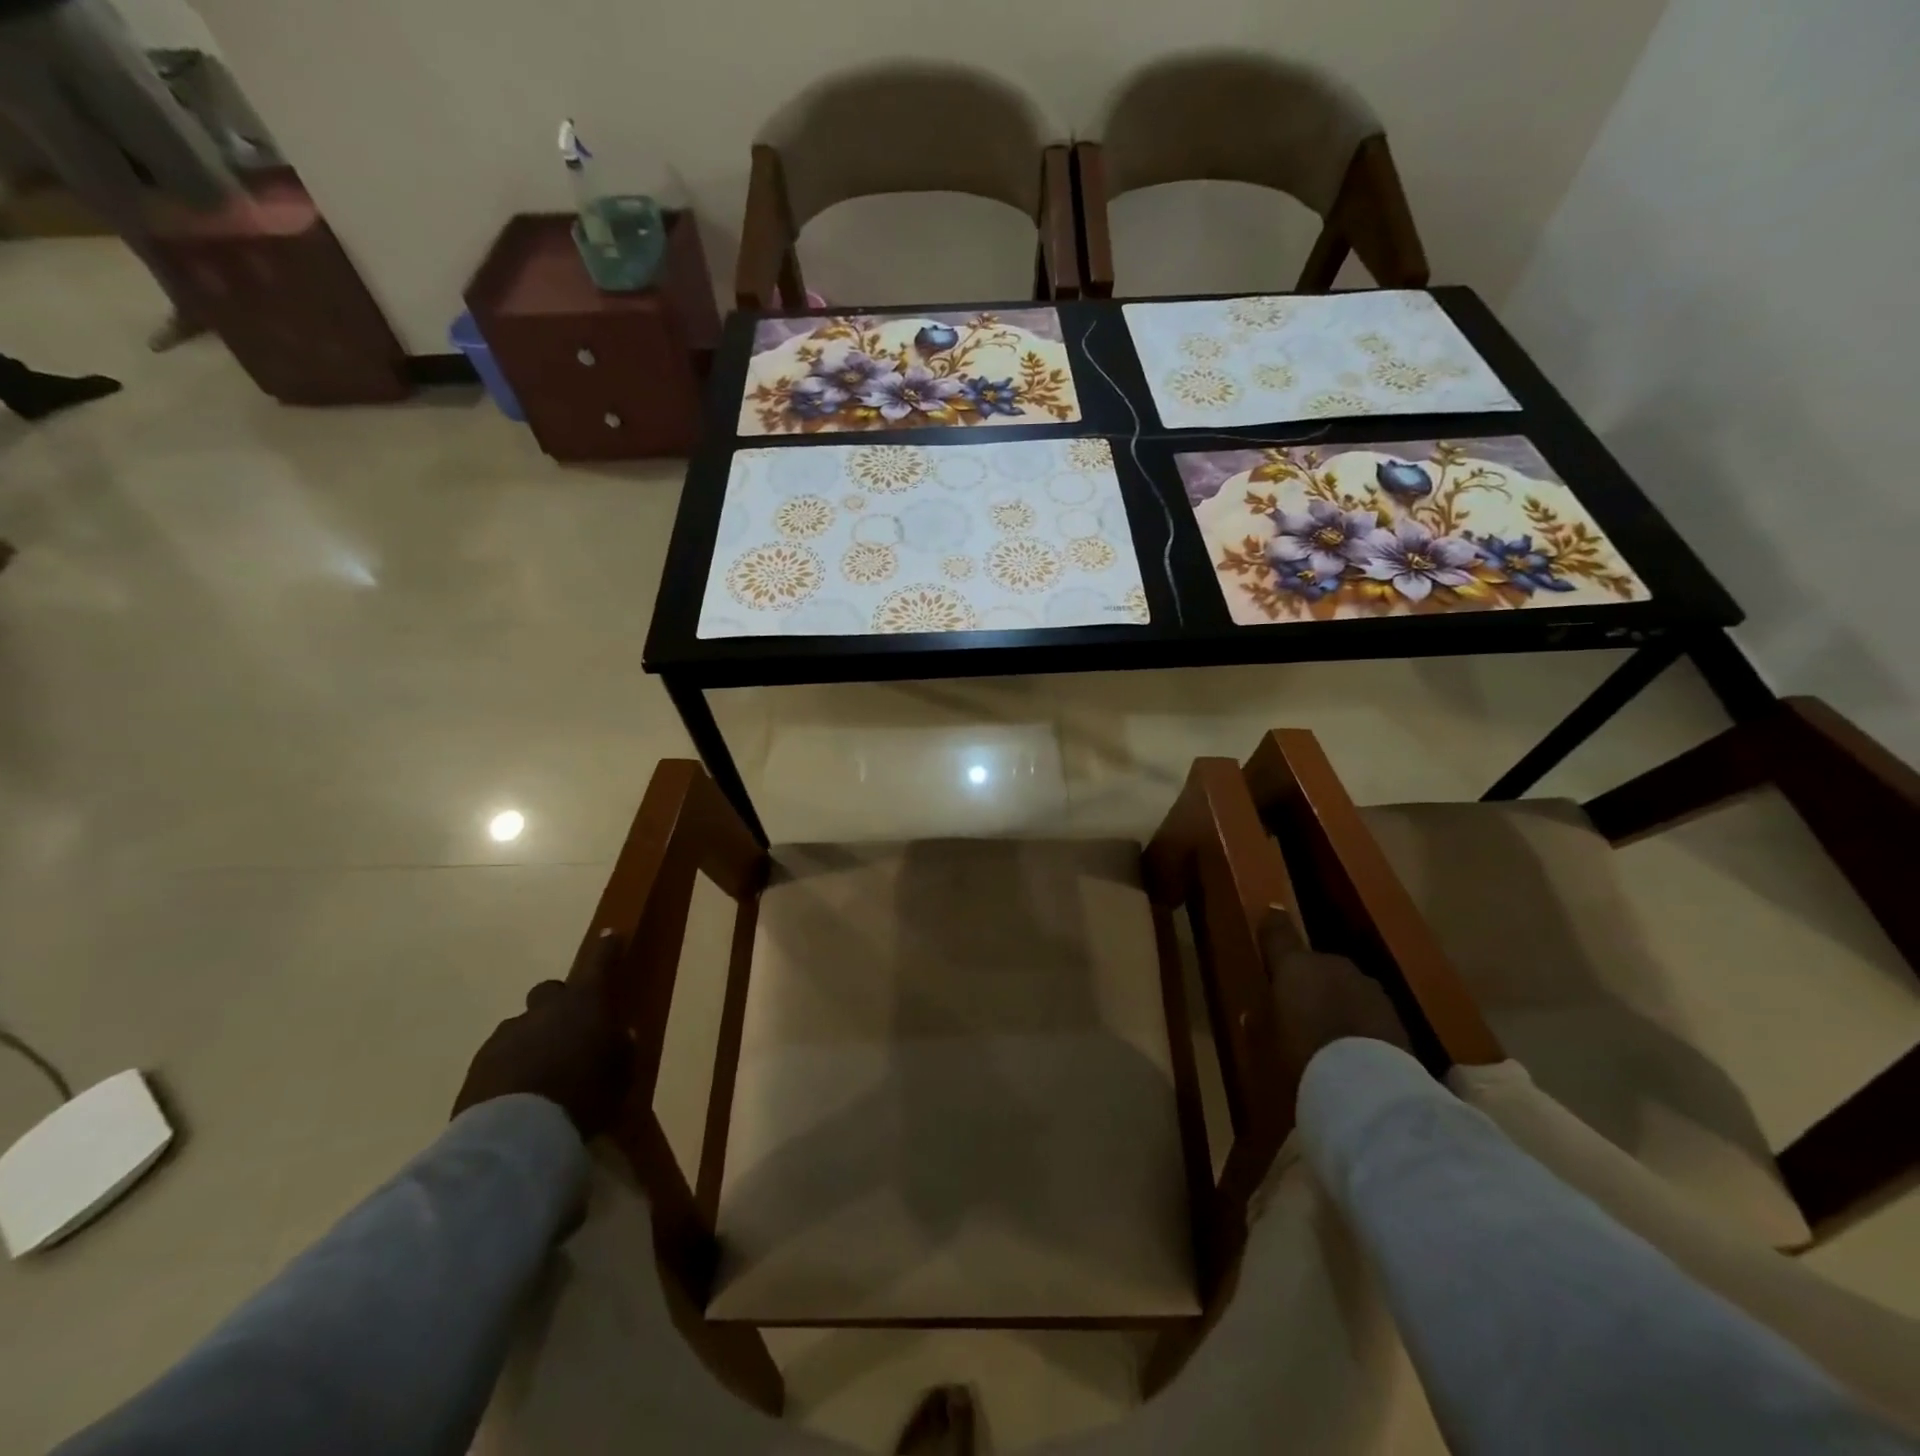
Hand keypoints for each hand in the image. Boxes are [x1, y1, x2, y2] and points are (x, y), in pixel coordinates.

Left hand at [452, 931, 633, 1137]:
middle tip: (568, 1029)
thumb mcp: (621, 1075)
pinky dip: (510, 1066)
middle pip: (549, 990)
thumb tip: (622, 1035)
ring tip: (541, 1072)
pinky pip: (499, 1055)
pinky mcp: (478, 1065)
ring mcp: (506, 1035)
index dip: (605, 949)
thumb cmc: (583, 1096)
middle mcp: (544, 1010)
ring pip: (522, 1026)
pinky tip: (518, 1093)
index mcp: (584, 1004)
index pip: (598, 964)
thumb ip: (622, 1050)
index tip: (608, 934)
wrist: (516, 1135)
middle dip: (558, 1004)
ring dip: (532, 1039)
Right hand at [1262, 909, 1410, 1074]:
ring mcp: (1367, 987)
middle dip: (1308, 979)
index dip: (1272, 924)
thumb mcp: (1266, 1042)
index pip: (1278, 933)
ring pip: (1343, 986)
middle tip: (1298, 1006)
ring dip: (1335, 999)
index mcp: (1294, 964)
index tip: (1271, 914)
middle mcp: (1331, 965)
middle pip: (1314, 964)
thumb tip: (1252, 1014)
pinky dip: (1358, 1020)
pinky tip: (1352, 1046)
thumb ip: (1259, 1022)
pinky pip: (1366, 1010)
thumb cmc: (1300, 1053)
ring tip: (1328, 1030)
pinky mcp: (1395, 1014)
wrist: (1366, 1084)